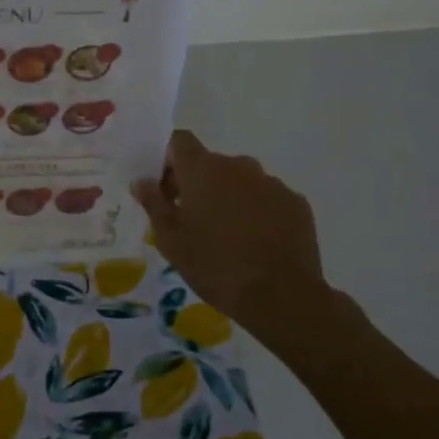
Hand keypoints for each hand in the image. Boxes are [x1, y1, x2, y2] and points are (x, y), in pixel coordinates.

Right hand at [132, 130, 369, 367]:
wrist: (281, 297)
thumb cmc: (215, 265)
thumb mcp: (171, 240)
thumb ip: (154, 204)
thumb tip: (142, 182)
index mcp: (203, 170)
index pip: (179, 141)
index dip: (168, 158)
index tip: (163, 186)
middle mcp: (238, 165)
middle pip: (210, 163)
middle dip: (197, 183)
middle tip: (190, 218)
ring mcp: (271, 183)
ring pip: (240, 181)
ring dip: (228, 197)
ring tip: (227, 234)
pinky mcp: (296, 203)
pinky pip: (266, 198)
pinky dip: (257, 211)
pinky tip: (255, 242)